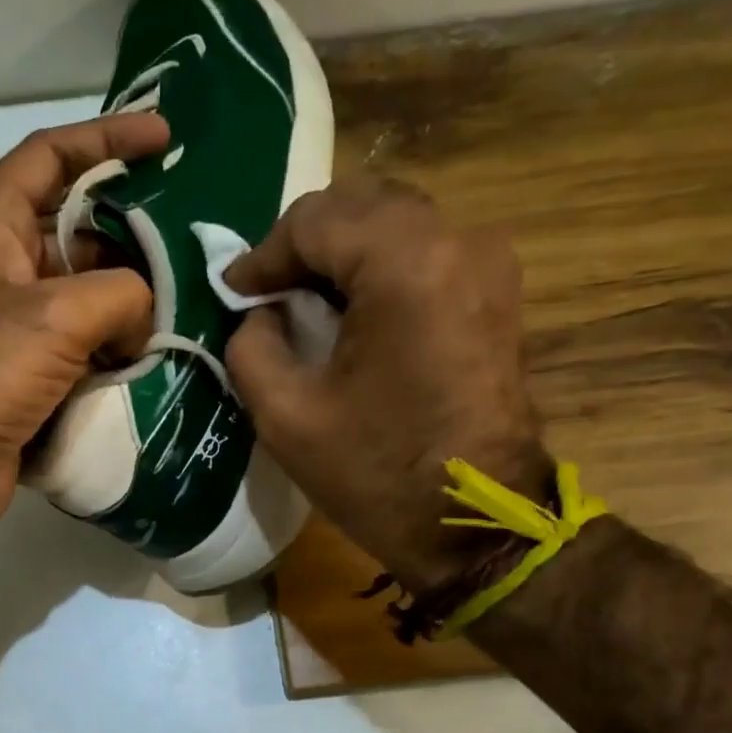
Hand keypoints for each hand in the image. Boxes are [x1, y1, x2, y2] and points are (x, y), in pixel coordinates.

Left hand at [0, 114, 169, 539]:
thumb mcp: (54, 317)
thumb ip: (120, 295)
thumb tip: (144, 319)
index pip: (48, 157)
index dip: (105, 138)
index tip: (162, 138)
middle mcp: (4, 270)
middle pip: (78, 231)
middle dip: (133, 233)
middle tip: (192, 240)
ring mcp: (18, 329)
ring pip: (89, 297)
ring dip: (133, 301)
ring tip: (192, 302)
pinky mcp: (32, 378)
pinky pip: (87, 349)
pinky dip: (120, 350)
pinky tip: (161, 356)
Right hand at [225, 177, 550, 593]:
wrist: (475, 527)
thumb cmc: (378, 474)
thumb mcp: (286, 416)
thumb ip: (251, 345)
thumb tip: (261, 313)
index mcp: (405, 264)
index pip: (315, 220)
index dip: (263, 255)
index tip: (234, 295)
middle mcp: (457, 241)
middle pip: (360, 205)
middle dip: (303, 244)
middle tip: (267, 295)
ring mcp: (487, 263)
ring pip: (394, 222)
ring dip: (342, 252)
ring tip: (305, 302)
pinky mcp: (497, 292)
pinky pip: (425, 251)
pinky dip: (379, 266)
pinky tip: (352, 312)